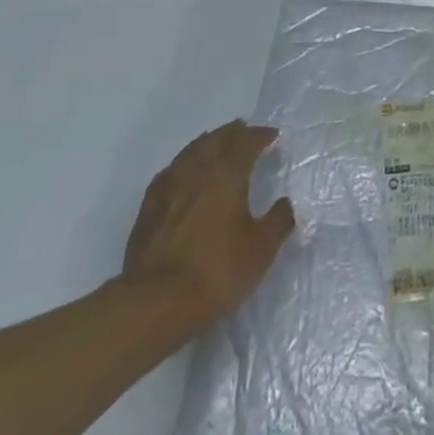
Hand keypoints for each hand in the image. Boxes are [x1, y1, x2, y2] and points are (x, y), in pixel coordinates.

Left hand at [120, 121, 294, 328]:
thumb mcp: (260, 250)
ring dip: (207, 143)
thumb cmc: (215, 271)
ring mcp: (169, 187)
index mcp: (227, 175)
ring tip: (216, 144)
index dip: (260, 135)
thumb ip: (278, 221)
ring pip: (190, 152)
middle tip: (244, 131)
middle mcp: (197, 171)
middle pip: (216, 139)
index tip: (272, 136)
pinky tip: (181, 174)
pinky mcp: (148, 209)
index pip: (246, 142)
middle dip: (233, 132)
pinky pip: (169, 173)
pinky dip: (182, 165)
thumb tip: (285, 203)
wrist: (155, 303)